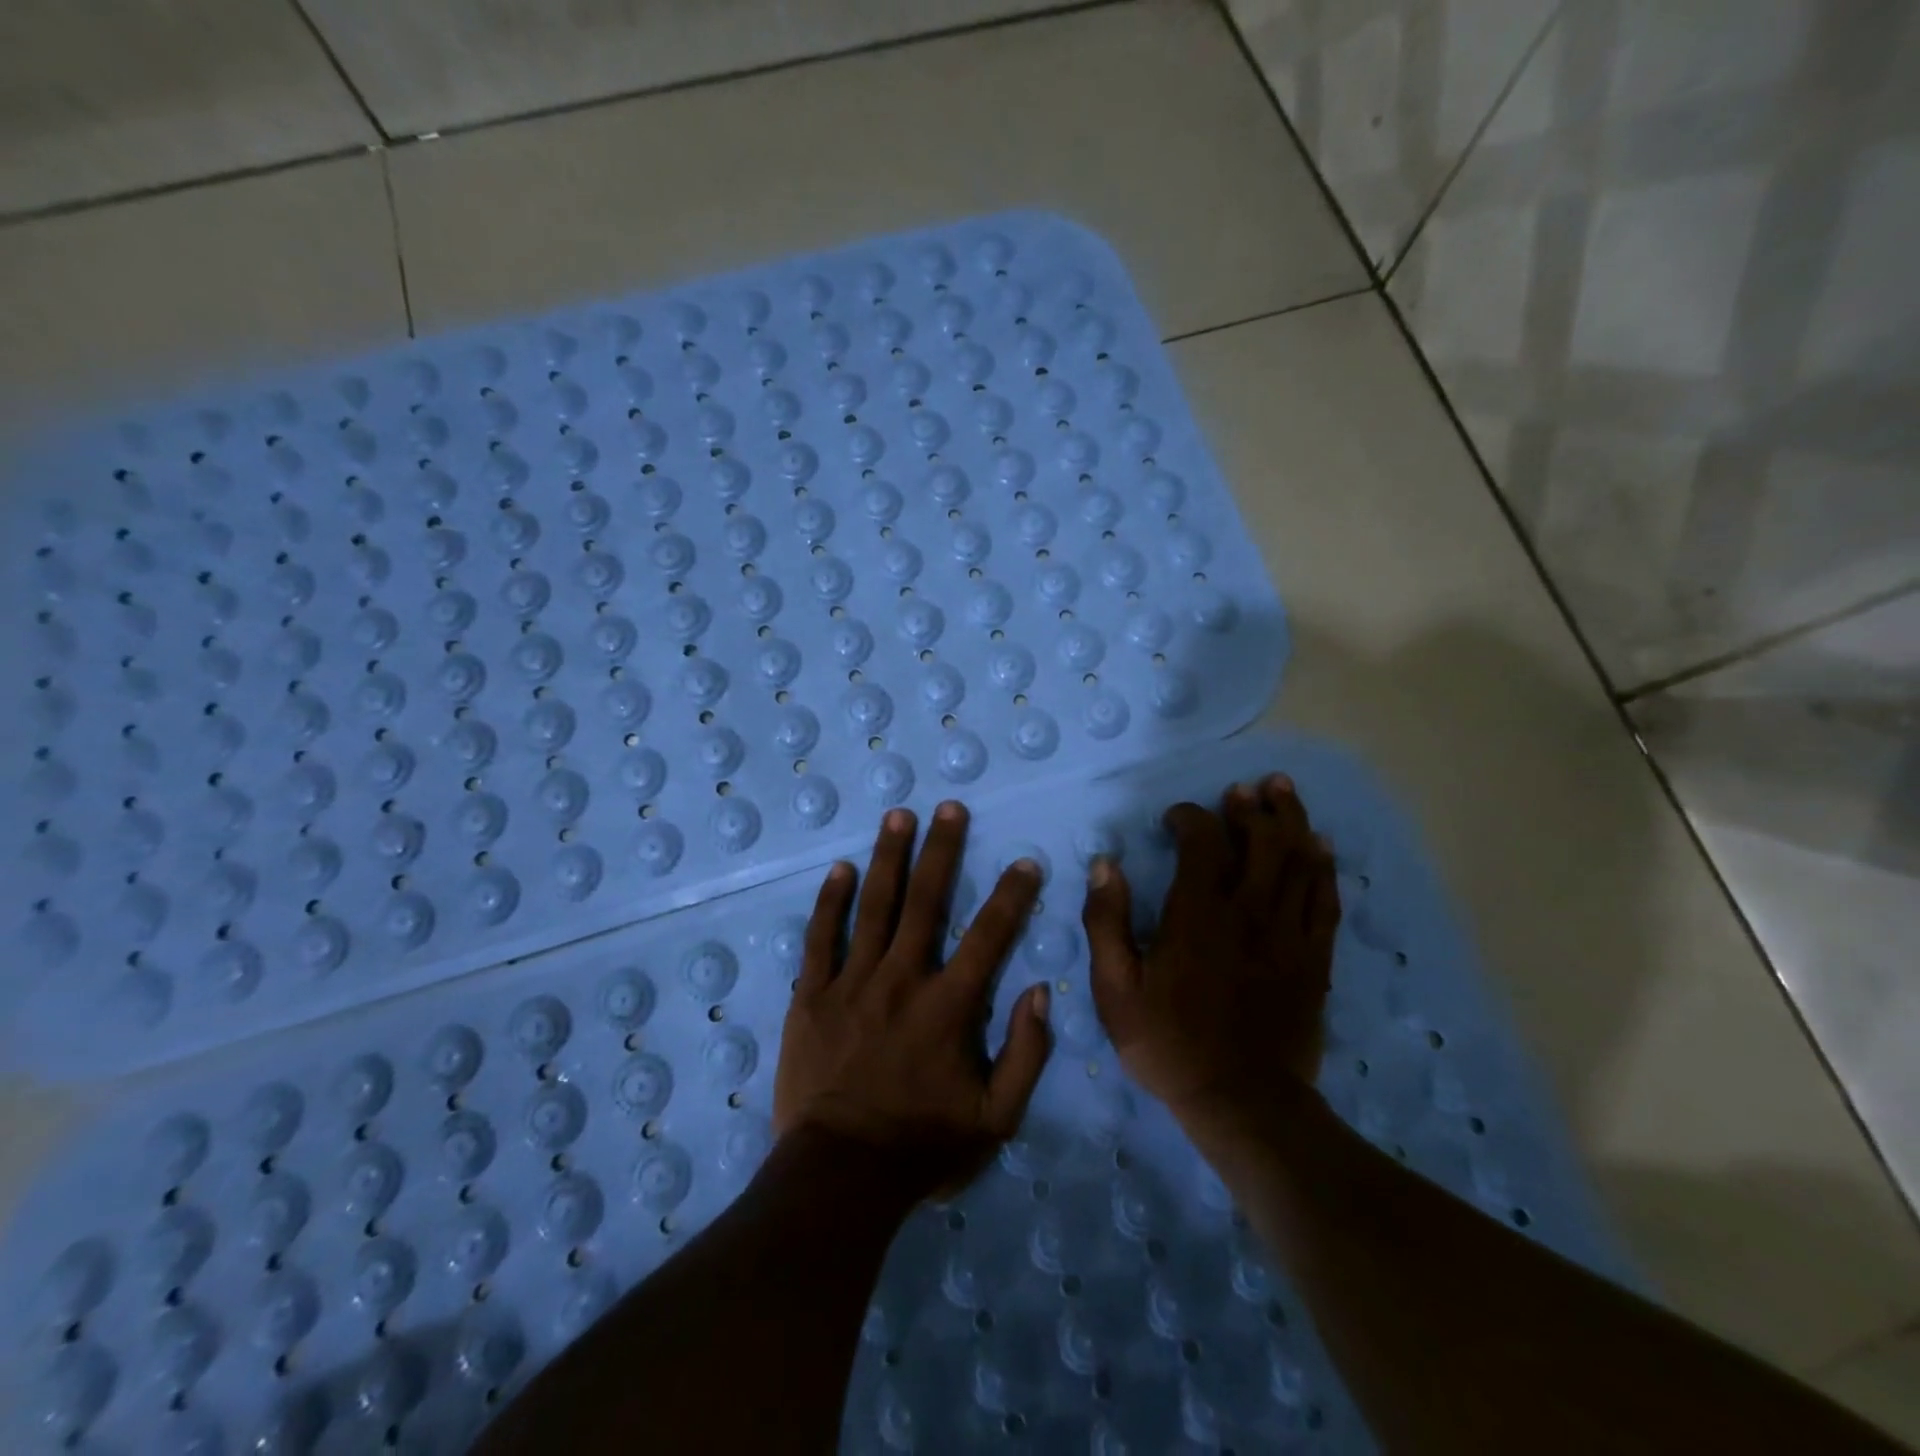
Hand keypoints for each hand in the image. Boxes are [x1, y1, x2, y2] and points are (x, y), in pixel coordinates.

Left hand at [774, 801, 1053, 1199]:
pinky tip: (840, 869)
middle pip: (926, 902)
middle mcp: (901, 980)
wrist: (839, 1177)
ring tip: (899, 815)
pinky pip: (820, 938)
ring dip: (889, 857)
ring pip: (874, 907)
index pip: (989, 937)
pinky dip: (831, 901)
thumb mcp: (996, 1119)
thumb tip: (1041, 991)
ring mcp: (851, 983)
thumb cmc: (922, 1148)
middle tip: (950, 807)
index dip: (1011, 896)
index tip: (1025, 862)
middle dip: (942, 850)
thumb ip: (1025, 1054)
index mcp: (948, 1007)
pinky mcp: (811, 996)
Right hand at [1082, 773, 1338, 1119]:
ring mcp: (1287, 933)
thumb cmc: (1168, 1043)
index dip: (1190, 817)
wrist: (1242, 1102)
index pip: (1203, 841)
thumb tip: (1105, 864)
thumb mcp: (1115, 988)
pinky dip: (1323, 867)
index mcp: (1198, 914)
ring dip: (1291, 820)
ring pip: (1298, 860)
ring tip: (1282, 791)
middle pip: (1261, 839)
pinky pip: (1325, 899)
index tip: (1175, 819)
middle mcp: (1248, 911)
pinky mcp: (1314, 958)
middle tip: (1244, 789)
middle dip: (1252, 806)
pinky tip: (1321, 846)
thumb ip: (1106, 921)